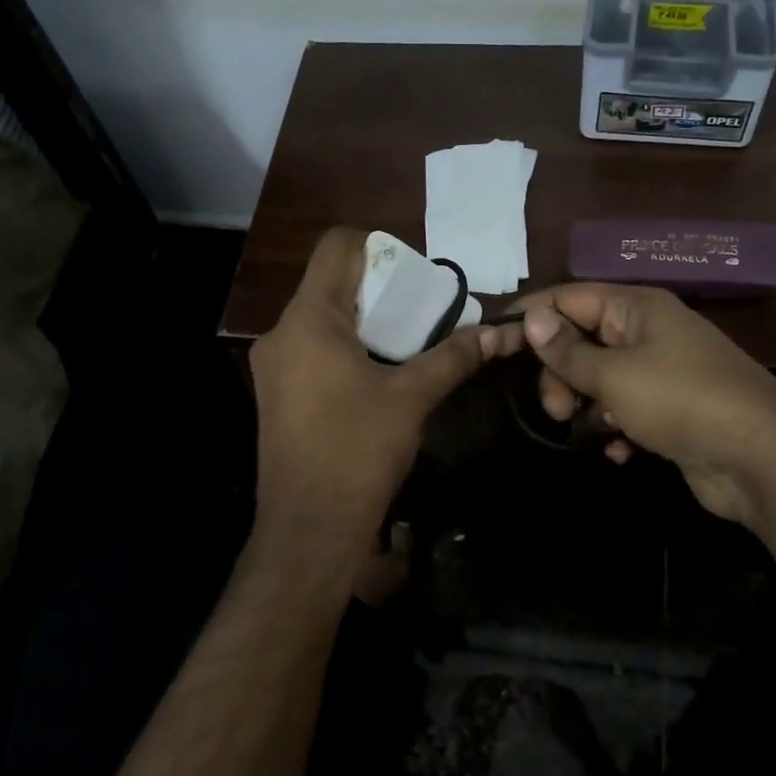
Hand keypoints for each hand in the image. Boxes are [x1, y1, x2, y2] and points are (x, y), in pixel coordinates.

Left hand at [251, 228, 496, 549]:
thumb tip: (501, 334)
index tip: (416, 279)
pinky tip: (378, 378)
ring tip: (408, 347)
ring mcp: (274, 368)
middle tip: (423, 314)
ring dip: (366, 324)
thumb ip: (454, 357)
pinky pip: (313, 352)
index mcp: (308, 320)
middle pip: (331, 284)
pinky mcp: (277, 396)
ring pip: (322, 321)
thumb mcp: (411, 398)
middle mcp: (282, 334)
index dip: (380, 248)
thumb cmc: (358, 452)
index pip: (337, 247)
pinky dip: (347, 351)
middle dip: (380, 292)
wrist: (309, 529)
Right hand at [508, 283, 775, 522]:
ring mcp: (661, 372)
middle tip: (555, 408)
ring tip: (589, 431)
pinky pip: (626, 410)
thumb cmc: (680, 401)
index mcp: (636, 308)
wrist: (758, 458)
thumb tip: (530, 317)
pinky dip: (616, 428)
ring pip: (601, 379)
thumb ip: (567, 350)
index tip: (498, 346)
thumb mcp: (614, 374)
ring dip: (587, 406)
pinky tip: (620, 451)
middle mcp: (648, 332)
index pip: (569, 297)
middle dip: (560, 374)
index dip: (533, 318)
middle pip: (582, 340)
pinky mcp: (670, 410)